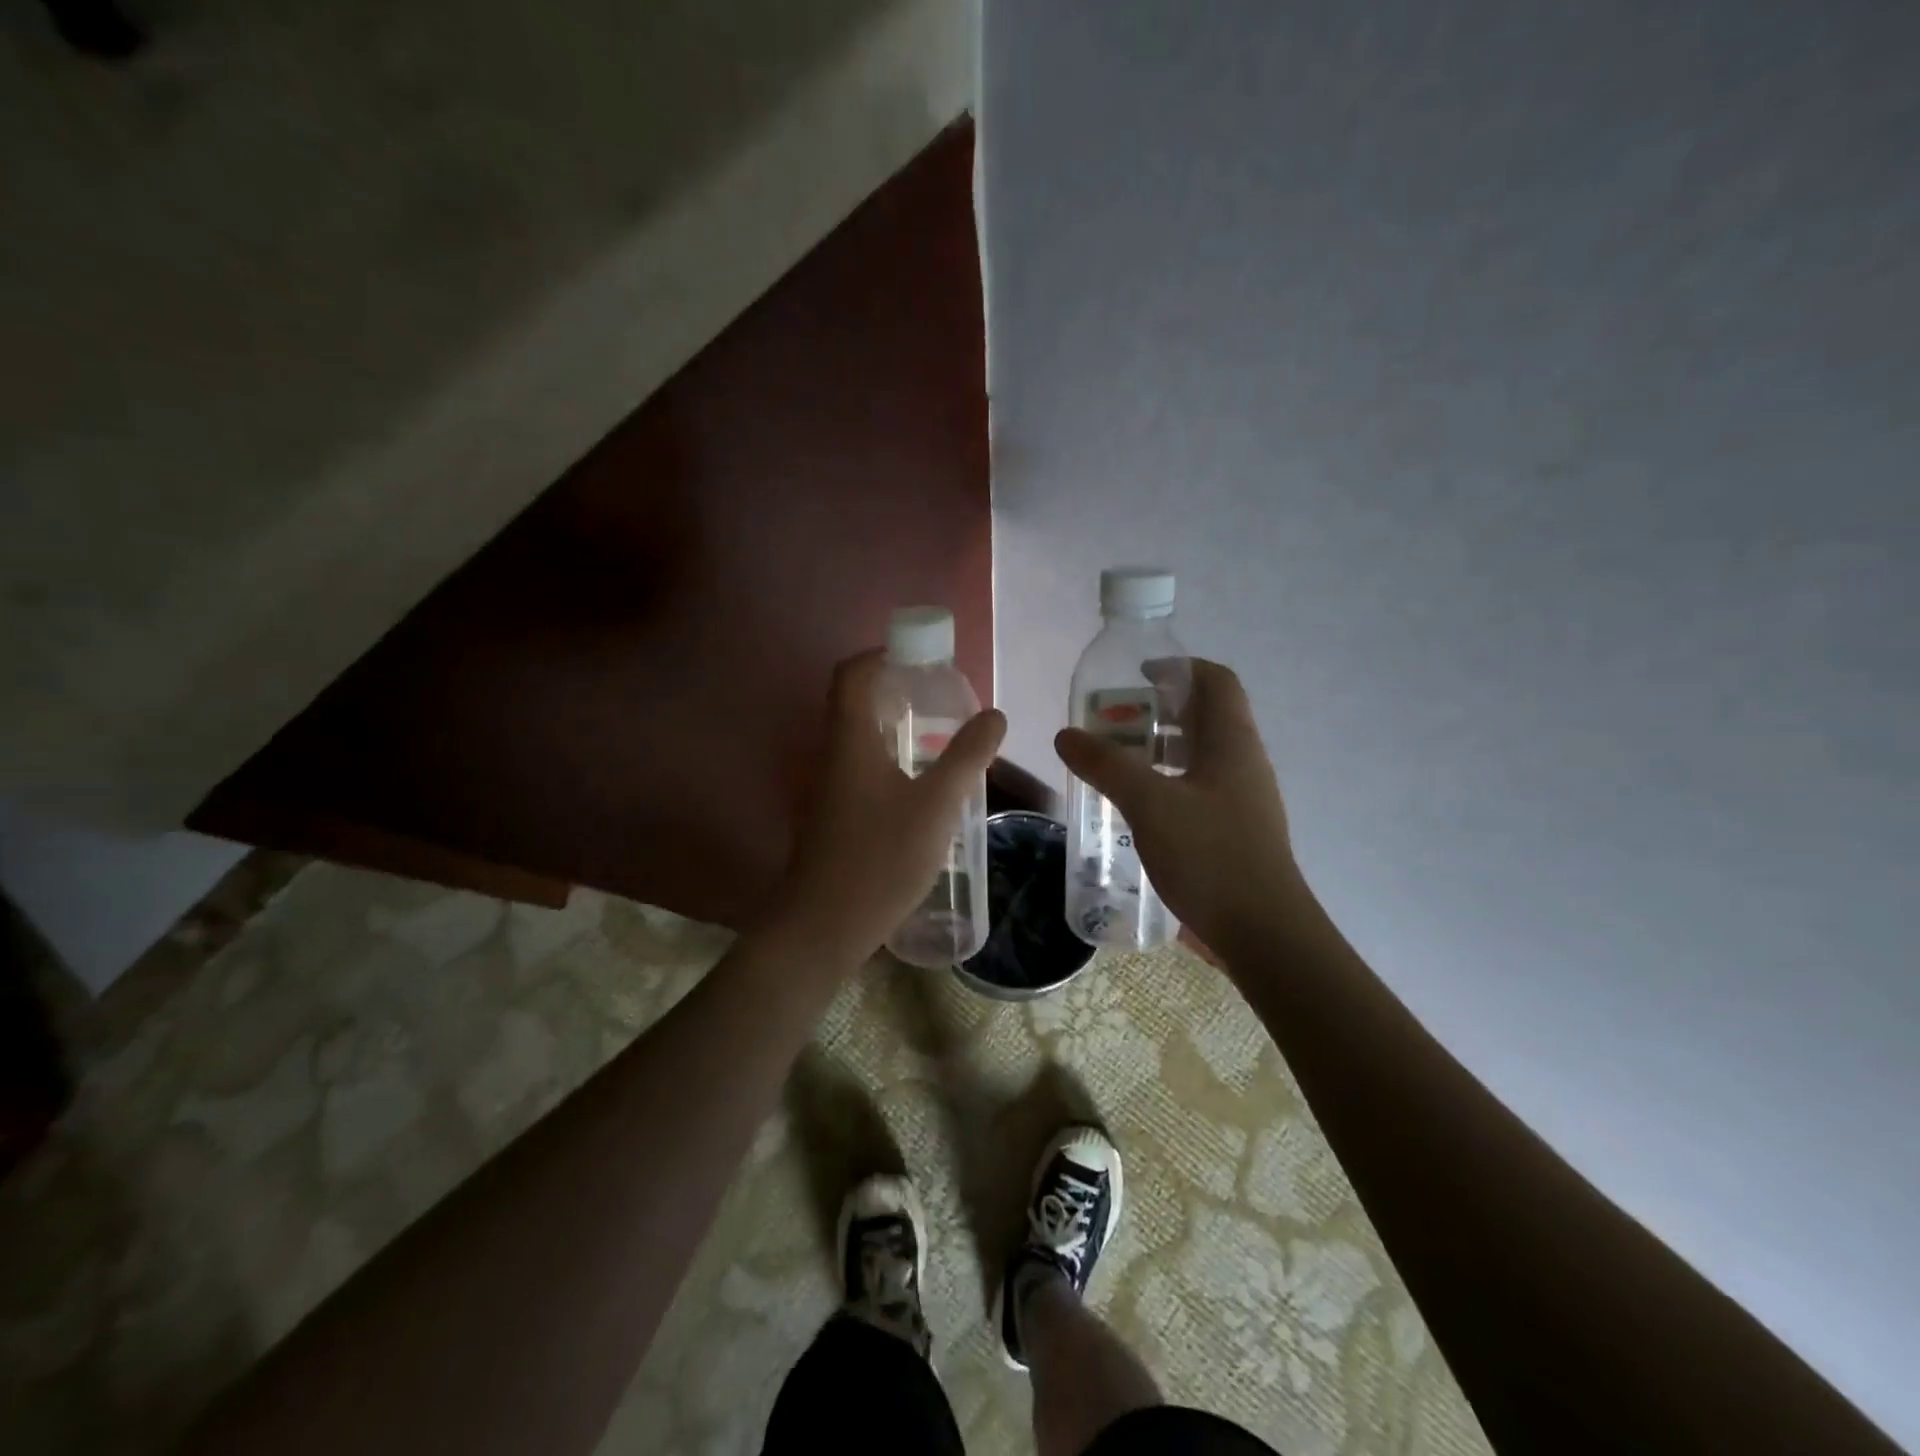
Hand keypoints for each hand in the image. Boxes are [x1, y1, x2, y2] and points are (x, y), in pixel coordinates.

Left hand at [771, 649, 1005, 964]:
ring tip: (941, 738)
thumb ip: (968, 756)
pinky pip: (861, 768)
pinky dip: (890, 759)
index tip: (920, 659)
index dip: (881, 655)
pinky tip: (922, 786)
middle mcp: (832, 755)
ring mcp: (829, 787)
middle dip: (897, 690)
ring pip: (860, 738)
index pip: (852, 674)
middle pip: (856, 702)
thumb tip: (995, 714)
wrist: (823, 926)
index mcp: (850, 740)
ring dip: (895, 727)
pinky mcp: (834, 815)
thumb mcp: (936, 805)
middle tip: (942, 699)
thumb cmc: (880, 859)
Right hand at [1054, 658, 1298, 956]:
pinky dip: (1169, 783)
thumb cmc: (1210, 855)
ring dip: (1162, 749)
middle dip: (1161, 710)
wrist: (1263, 932)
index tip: (1138, 676)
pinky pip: (1200, 788)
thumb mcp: (1149, 803)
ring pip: (1202, 755)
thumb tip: (1066, 735)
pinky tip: (1139, 808)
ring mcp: (1245, 799)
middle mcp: (1245, 762)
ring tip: (1119, 762)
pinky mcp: (1237, 830)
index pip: (1216, 680)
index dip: (1179, 668)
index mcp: (1233, 742)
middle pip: (1207, 716)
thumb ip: (1106, 765)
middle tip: (1116, 723)